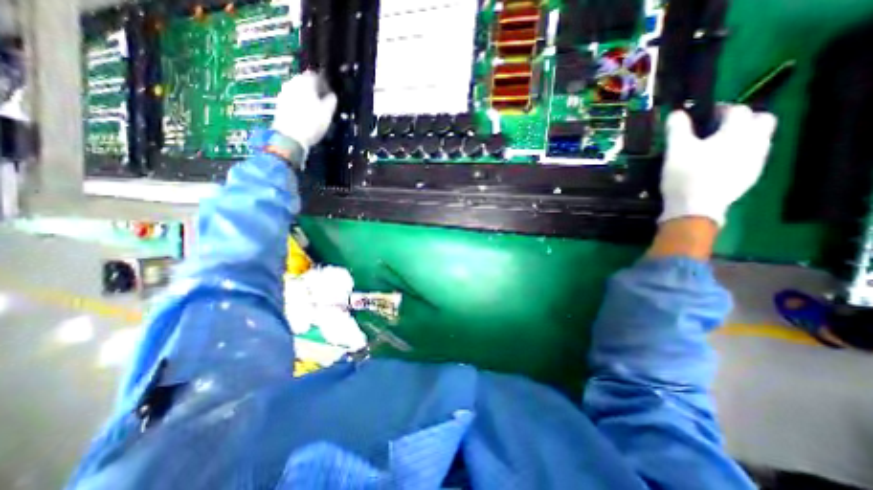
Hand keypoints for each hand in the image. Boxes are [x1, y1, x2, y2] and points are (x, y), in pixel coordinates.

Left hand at [272, 70, 336, 150]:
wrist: (290, 137)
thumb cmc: (312, 123)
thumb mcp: (327, 113)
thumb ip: (331, 101)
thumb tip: (332, 96)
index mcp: (305, 82)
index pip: (316, 76)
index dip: (325, 84)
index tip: (330, 93)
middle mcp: (292, 83)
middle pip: (305, 82)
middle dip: (315, 90)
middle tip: (323, 101)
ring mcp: (284, 93)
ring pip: (298, 90)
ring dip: (307, 97)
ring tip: (315, 109)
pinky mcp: (280, 103)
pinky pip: (293, 99)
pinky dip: (300, 103)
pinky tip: (306, 114)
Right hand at [663, 105, 777, 225]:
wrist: (695, 207)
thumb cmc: (685, 175)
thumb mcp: (675, 150)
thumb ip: (677, 129)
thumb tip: (676, 113)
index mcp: (736, 132)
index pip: (737, 110)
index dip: (720, 109)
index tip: (704, 115)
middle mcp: (755, 141)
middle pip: (761, 119)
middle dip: (743, 120)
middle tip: (718, 129)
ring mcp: (756, 160)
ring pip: (759, 139)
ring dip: (743, 137)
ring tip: (717, 147)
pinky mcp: (751, 176)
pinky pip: (752, 157)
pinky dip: (740, 155)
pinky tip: (721, 164)